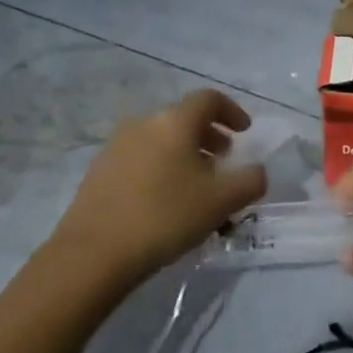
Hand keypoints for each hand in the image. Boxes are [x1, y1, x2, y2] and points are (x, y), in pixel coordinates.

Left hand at [52, 90, 266, 281]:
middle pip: (183, 118)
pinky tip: (167, 200)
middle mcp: (143, 124)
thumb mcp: (224, 200)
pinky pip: (141, 159)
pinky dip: (162, 167)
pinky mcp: (99, 172)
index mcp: (174, 122)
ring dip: (185, 153)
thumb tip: (257, 171)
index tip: (245, 132)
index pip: (209, 99)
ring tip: (198, 184)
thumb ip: (251, 180)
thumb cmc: (167, 216)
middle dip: (209, 135)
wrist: (95, 252)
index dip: (232, 111)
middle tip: (224, 160)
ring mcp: (116, 147)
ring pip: (160, 139)